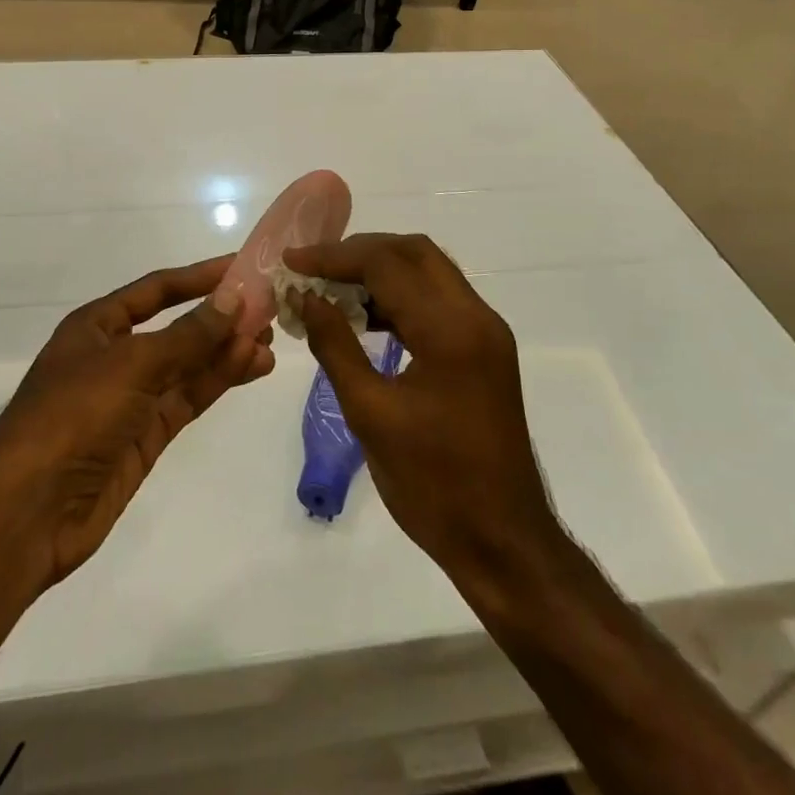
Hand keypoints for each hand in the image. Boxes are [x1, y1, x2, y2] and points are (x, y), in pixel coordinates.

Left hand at [0, 256, 275, 587]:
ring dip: (227, 350)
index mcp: (97, 326)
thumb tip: (234, 298)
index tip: (242, 266)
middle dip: (220, 317)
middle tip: (269, 307)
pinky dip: (219, 381)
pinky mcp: (146, 436)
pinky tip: (252, 366)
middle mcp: (115, 356)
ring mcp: (131, 399)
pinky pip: (188, 398)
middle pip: (177, 327)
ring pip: (188, 365)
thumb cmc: (73, 416)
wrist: (28, 513)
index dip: (199, 277)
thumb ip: (188, 335)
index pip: (157, 290)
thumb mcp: (132, 364)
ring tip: (270, 338)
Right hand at [285, 234, 560, 586]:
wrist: (503, 542)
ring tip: (333, 289)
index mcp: (451, 330)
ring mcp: (486, 332)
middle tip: (315, 268)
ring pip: (429, 272)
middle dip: (360, 252)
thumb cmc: (433, 484)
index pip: (387, 264)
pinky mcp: (485, 349)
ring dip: (381, 270)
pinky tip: (367, 317)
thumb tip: (306, 297)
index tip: (292, 261)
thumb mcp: (370, 414)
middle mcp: (476, 316)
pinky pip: (439, 300)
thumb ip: (335, 345)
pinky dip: (401, 295)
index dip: (334, 256)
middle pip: (414, 252)